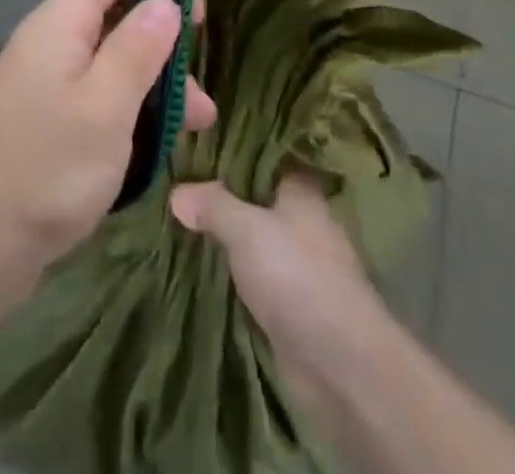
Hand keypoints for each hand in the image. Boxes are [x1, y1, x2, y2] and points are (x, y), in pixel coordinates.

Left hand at [0, 0, 215, 300]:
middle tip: (205, 23)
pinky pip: (104, 91)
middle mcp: (54, 40)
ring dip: (159, 71)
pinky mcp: (50, 119)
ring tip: (203, 110)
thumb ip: (138, 48)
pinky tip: (167, 136)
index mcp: (62, 21)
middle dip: (163, 8)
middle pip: (117, 2)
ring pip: (116, 53)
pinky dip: (138, 102)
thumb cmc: (41, 169)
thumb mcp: (104, 107)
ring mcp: (49, 81)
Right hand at [170, 173, 380, 396]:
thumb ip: (213, 205)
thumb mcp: (246, 230)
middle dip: (221, 197)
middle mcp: (302, 219)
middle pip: (255, 198)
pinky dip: (232, 272)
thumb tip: (176, 192)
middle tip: (174, 185)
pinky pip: (253, 275)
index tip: (191, 149)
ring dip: (225, 238)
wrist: (340, 365)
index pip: (261, 156)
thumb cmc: (296, 276)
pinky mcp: (291, 302)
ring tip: (178, 223)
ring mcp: (298, 263)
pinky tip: (201, 265)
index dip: (229, 152)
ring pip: (253, 238)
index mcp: (301, 188)